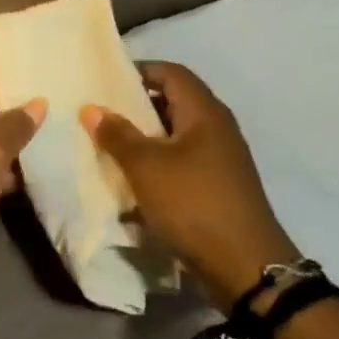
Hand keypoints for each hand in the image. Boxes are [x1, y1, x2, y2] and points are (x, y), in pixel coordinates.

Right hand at [81, 61, 297, 307]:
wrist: (246, 268)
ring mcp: (221, 159)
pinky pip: (183, 162)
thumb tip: (92, 108)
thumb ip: (117, 134)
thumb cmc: (193, 203)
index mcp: (204, 112)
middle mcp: (217, 128)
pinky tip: (135, 180)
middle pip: (173, 102)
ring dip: (145, 138)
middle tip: (103, 114)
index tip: (106, 81)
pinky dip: (159, 164)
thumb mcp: (146, 166)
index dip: (139, 70)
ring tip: (111, 147)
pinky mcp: (219, 186)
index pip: (171, 72)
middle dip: (137, 106)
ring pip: (176, 135)